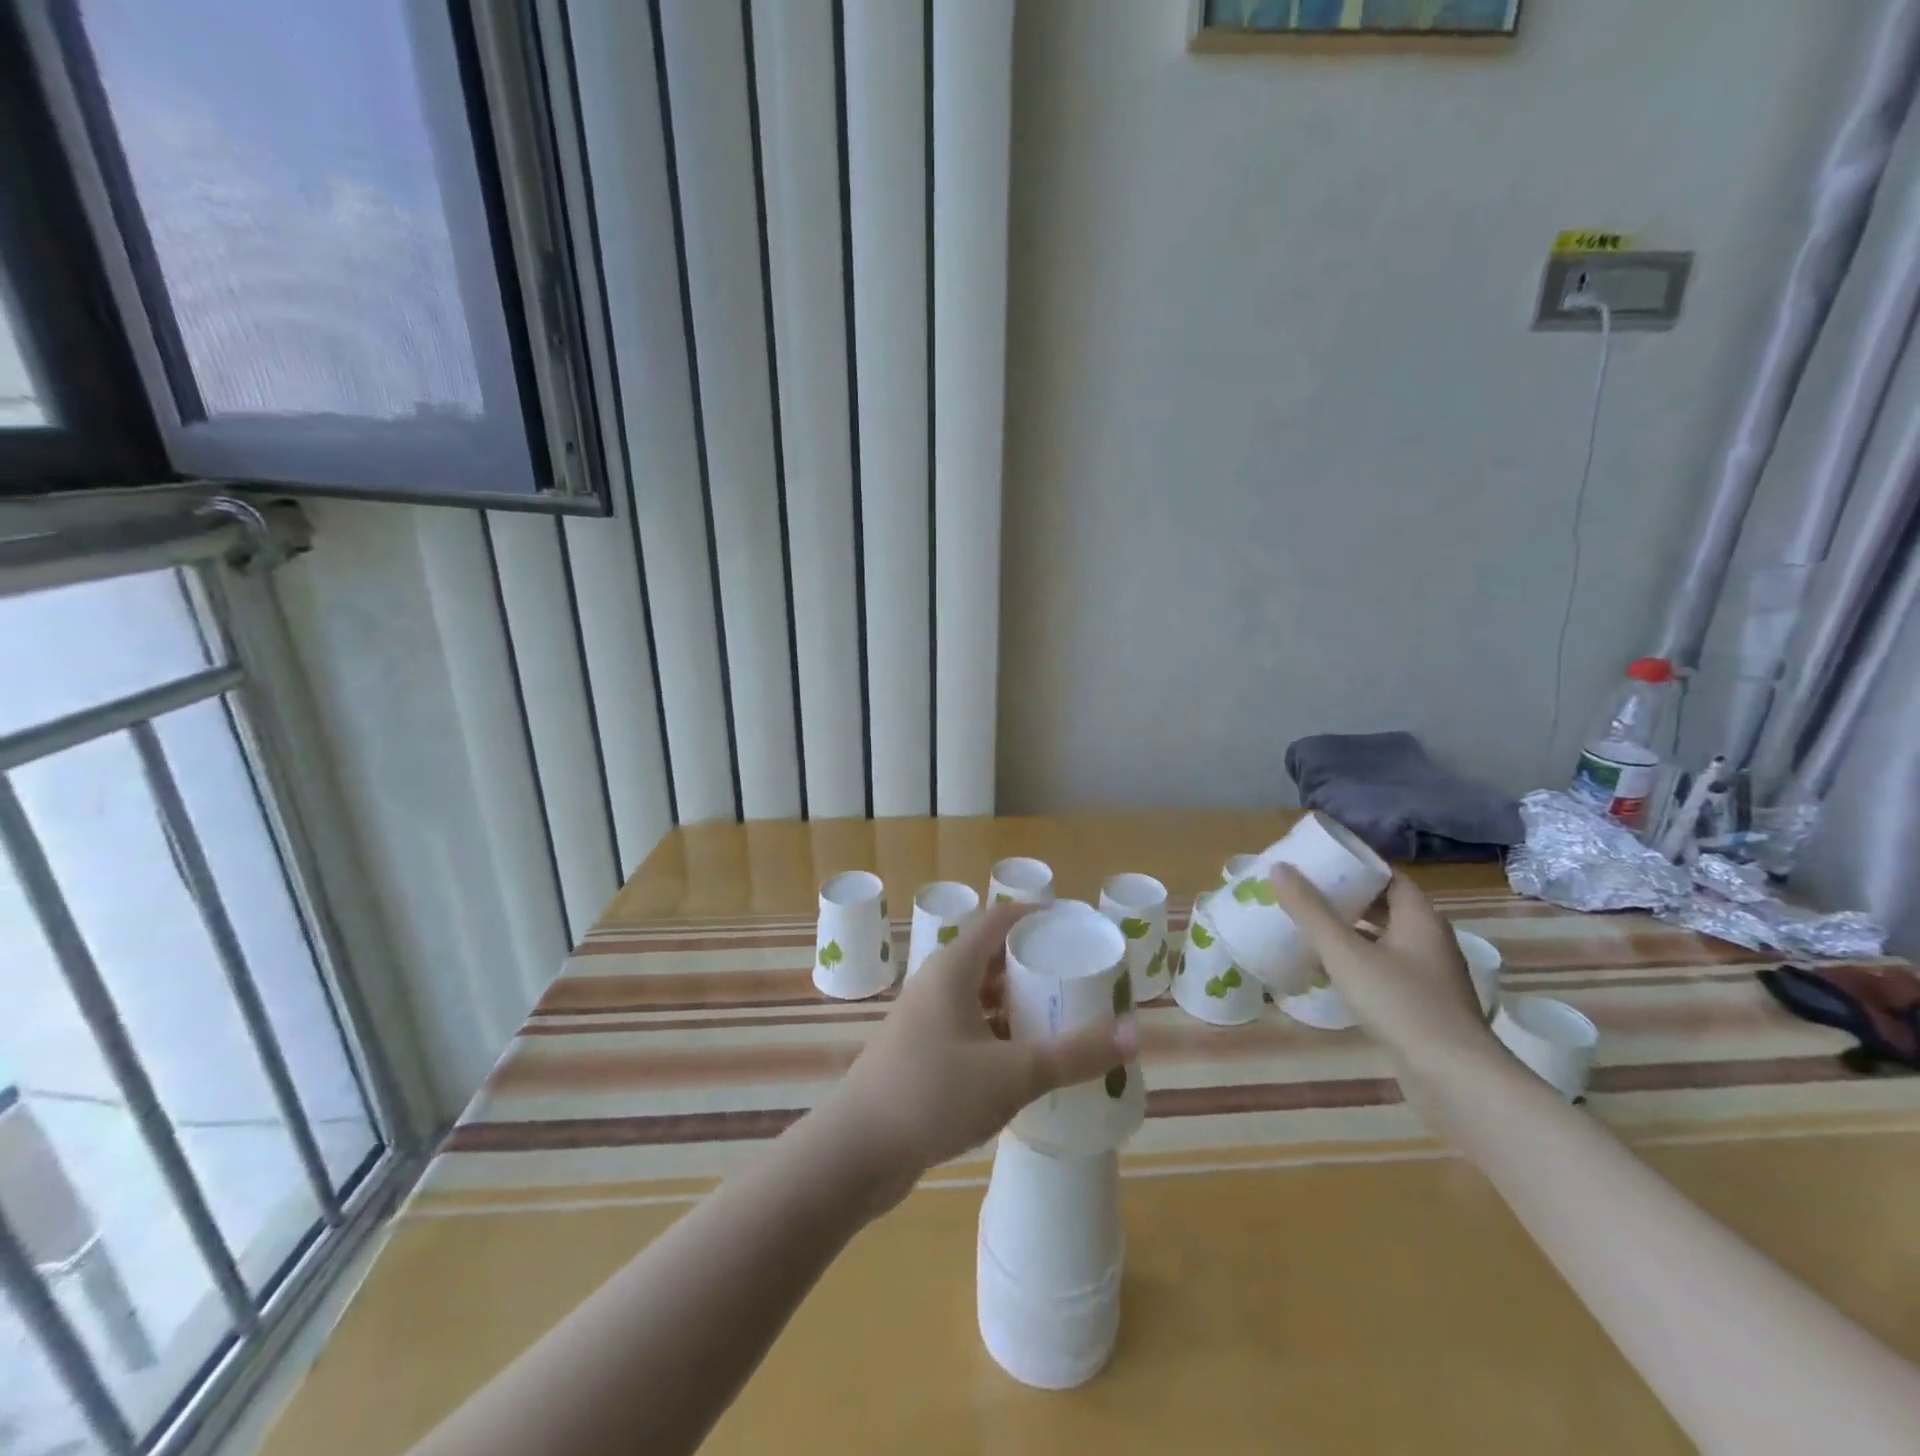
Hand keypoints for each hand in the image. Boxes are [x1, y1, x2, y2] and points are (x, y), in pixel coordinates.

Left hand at [827, 901, 1135, 1212]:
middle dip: (1034, 964)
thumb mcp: (1014, 1074)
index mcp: (953, 968)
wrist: (858, 1151)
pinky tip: (1024, 1059)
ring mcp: (925, 1018)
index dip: (1037, 916)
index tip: (1075, 925)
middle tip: (1078, 977)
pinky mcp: (920, 1051)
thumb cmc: (934, 1094)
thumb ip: (1075, 1054)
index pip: (1000, 920)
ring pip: (980, 995)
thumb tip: (1136, 1032)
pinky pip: (969, 1025)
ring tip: (1060, 1016)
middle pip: (992, 957)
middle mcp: (936, 983)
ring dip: (1016, 1002)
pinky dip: (999, 1031)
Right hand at [1271, 866, 1495, 1084]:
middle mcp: (1429, 941)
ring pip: (1382, 940)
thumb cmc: (1401, 1004)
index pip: (1388, 876)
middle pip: (1384, 907)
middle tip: (1303, 892)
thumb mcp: (1346, 953)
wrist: (1453, 1079)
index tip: (1318, 862)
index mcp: (1420, 919)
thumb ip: (1311, 911)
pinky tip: (1326, 971)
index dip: (1355, 866)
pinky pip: (1383, 969)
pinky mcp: (1421, 1006)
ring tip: (1306, 926)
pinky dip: (1356, 962)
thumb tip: (1280, 868)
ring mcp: (1428, 976)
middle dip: (1345, 898)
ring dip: (1348, 932)